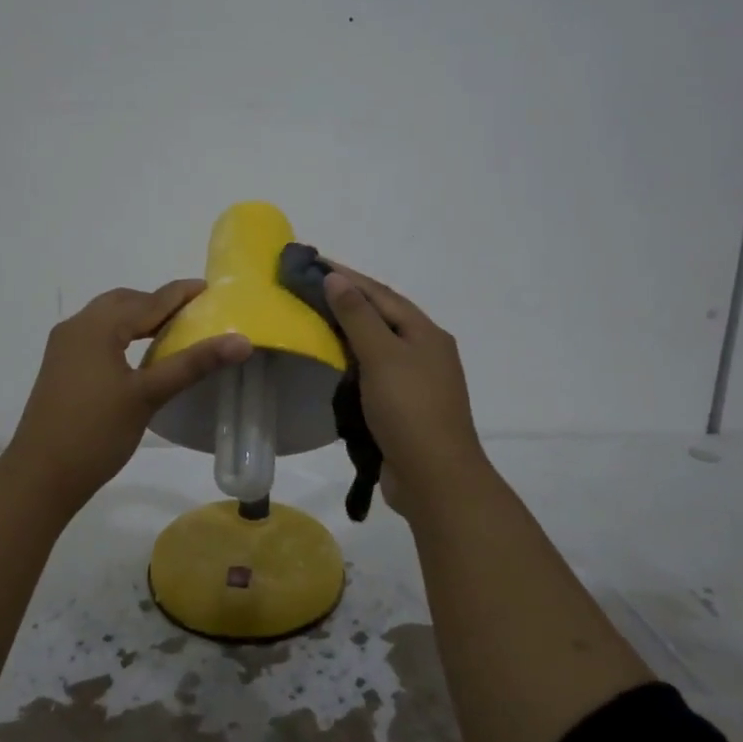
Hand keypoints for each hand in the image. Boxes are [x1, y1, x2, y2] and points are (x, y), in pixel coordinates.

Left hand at [4, 280, 251, 510]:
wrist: (40, 476)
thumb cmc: (96, 432)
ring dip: (138, 319)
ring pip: (108, 319)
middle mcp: (77, 327)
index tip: (210, 288)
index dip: (180, 294)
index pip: (148, 301)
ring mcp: (64, 347)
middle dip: (158, 304)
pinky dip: (122, 334)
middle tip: (193, 314)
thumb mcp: (149, 396)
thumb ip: (193, 363)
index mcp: (97, 327)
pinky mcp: (61, 367)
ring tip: (171, 332)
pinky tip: (138, 355)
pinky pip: (97, 336)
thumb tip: (242, 341)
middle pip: (124, 302)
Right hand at [323, 265, 491, 519]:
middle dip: (347, 300)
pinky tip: (332, 362)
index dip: (346, 276)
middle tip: (307, 289)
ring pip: (377, 345)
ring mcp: (416, 380)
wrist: (436, 478)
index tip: (311, 262)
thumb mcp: (382, 356)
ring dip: (348, 331)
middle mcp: (425, 351)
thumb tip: (336, 277)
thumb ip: (358, 316)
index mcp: (425, 333)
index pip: (380, 293)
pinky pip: (374, 372)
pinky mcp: (404, 406)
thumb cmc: (410, 410)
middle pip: (381, 316)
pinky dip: (352, 362)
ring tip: (313, 320)